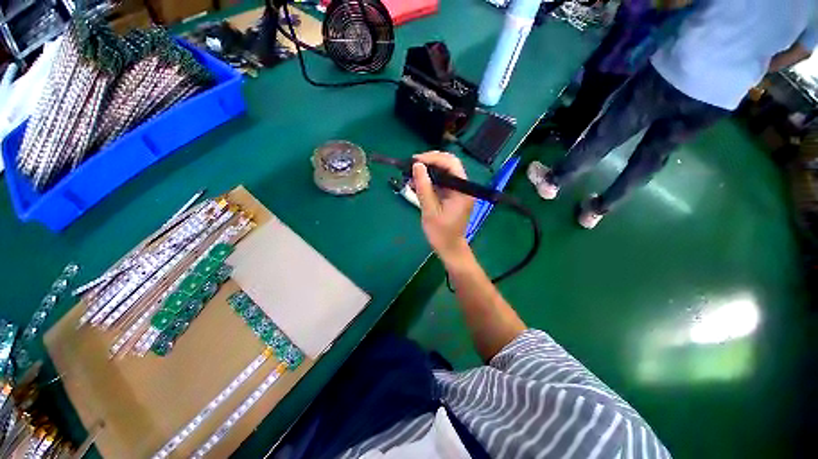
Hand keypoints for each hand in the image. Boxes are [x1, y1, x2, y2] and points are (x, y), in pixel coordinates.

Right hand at [412, 152, 473, 263]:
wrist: (450, 248)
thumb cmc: (441, 233)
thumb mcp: (430, 211)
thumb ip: (424, 188)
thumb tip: (417, 165)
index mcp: (462, 190)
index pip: (451, 164)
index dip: (433, 158)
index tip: (415, 160)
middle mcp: (463, 187)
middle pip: (448, 164)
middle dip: (430, 162)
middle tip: (412, 165)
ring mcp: (458, 191)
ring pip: (444, 172)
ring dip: (428, 171)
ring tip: (411, 175)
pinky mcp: (452, 195)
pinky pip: (441, 182)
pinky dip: (429, 180)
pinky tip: (417, 184)